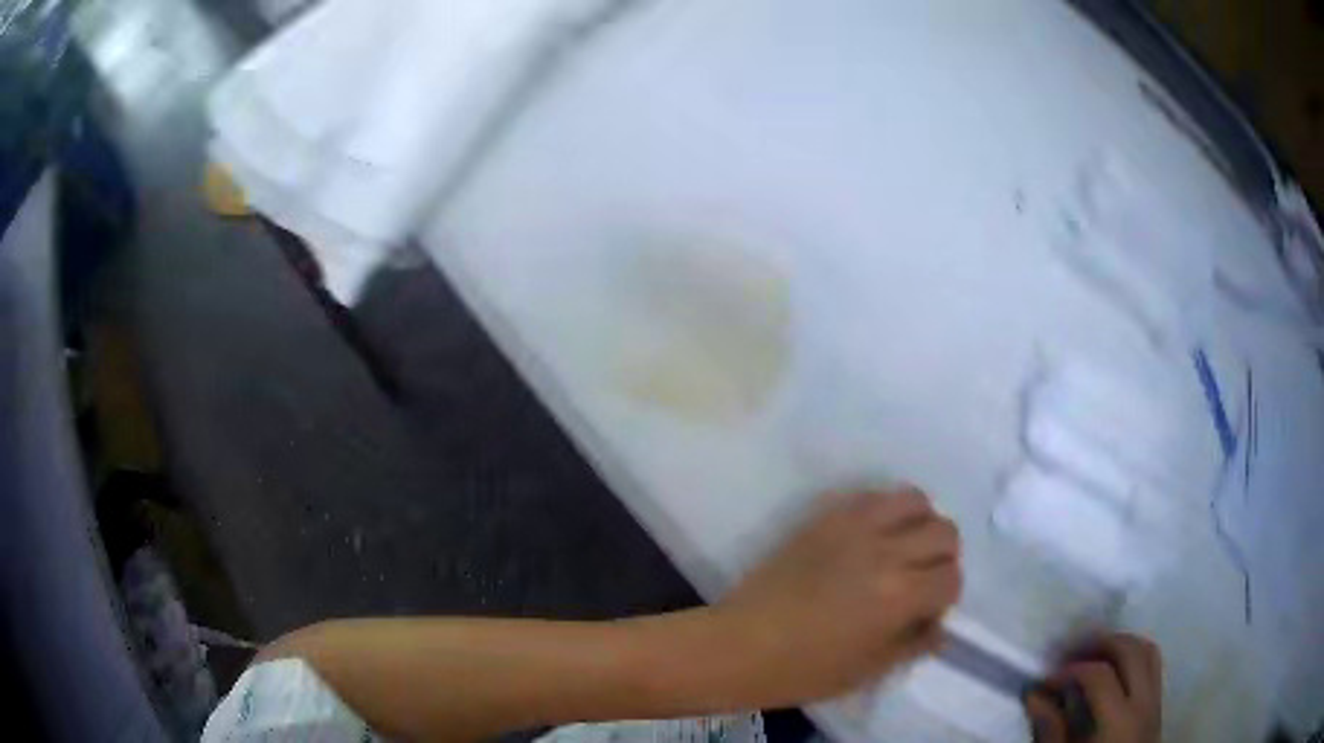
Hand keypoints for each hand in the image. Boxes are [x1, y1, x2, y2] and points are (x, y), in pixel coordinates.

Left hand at [708, 488, 961, 705]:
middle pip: (945, 532)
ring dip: (919, 523)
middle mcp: (886, 551)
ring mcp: (854, 527)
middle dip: (942, 557)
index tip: (926, 611)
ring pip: (914, 499)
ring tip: (902, 548)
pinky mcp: (825, 517)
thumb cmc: (805, 671)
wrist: (741, 645)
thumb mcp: (869, 669)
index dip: (945, 598)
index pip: (952, 578)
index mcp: (900, 595)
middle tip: (920, 579)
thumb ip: (914, 643)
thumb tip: (940, 627)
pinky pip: (871, 495)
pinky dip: (884, 510)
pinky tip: (871, 536)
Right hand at [1026, 633, 1161, 742]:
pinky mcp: (1158, 705)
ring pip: (1148, 652)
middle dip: (1101, 643)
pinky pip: (1153, 666)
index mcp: (1119, 720)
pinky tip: (1115, 669)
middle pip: (1131, 651)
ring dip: (1122, 644)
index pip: (1100, 676)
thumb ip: (1051, 729)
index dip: (1072, 670)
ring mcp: (1156, 701)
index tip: (1048, 679)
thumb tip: (1034, 696)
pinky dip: (1135, 657)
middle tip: (1072, 651)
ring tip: (1095, 653)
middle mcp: (1144, 702)